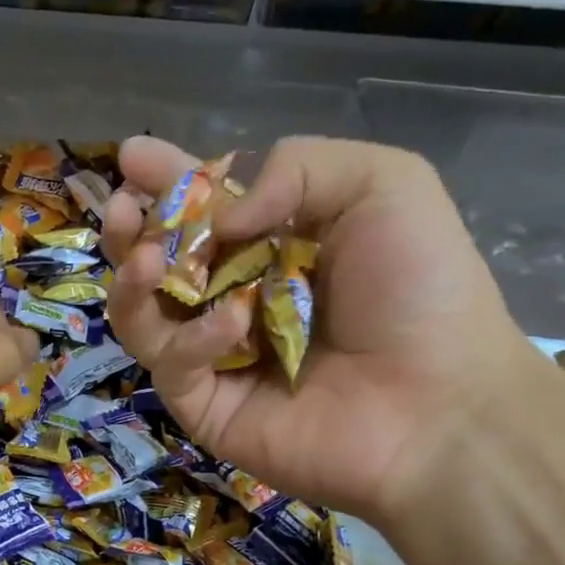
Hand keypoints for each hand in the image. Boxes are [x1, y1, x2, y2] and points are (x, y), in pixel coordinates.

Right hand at [104, 135, 540, 524]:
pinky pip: (173, 365)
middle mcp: (236, 298)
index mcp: (274, 246)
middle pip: (159, 265)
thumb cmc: (419, 290)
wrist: (440, 403)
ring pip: (143, 317)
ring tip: (148, 261)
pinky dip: (194, 339)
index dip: (168, 183)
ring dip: (134, 283)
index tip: (132, 157)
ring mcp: (217, 357)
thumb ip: (296, 168)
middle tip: (123, 212)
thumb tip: (217, 223)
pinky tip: (234, 323)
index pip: (204, 211)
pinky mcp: (207, 406)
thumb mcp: (382, 186)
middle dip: (132, 233)